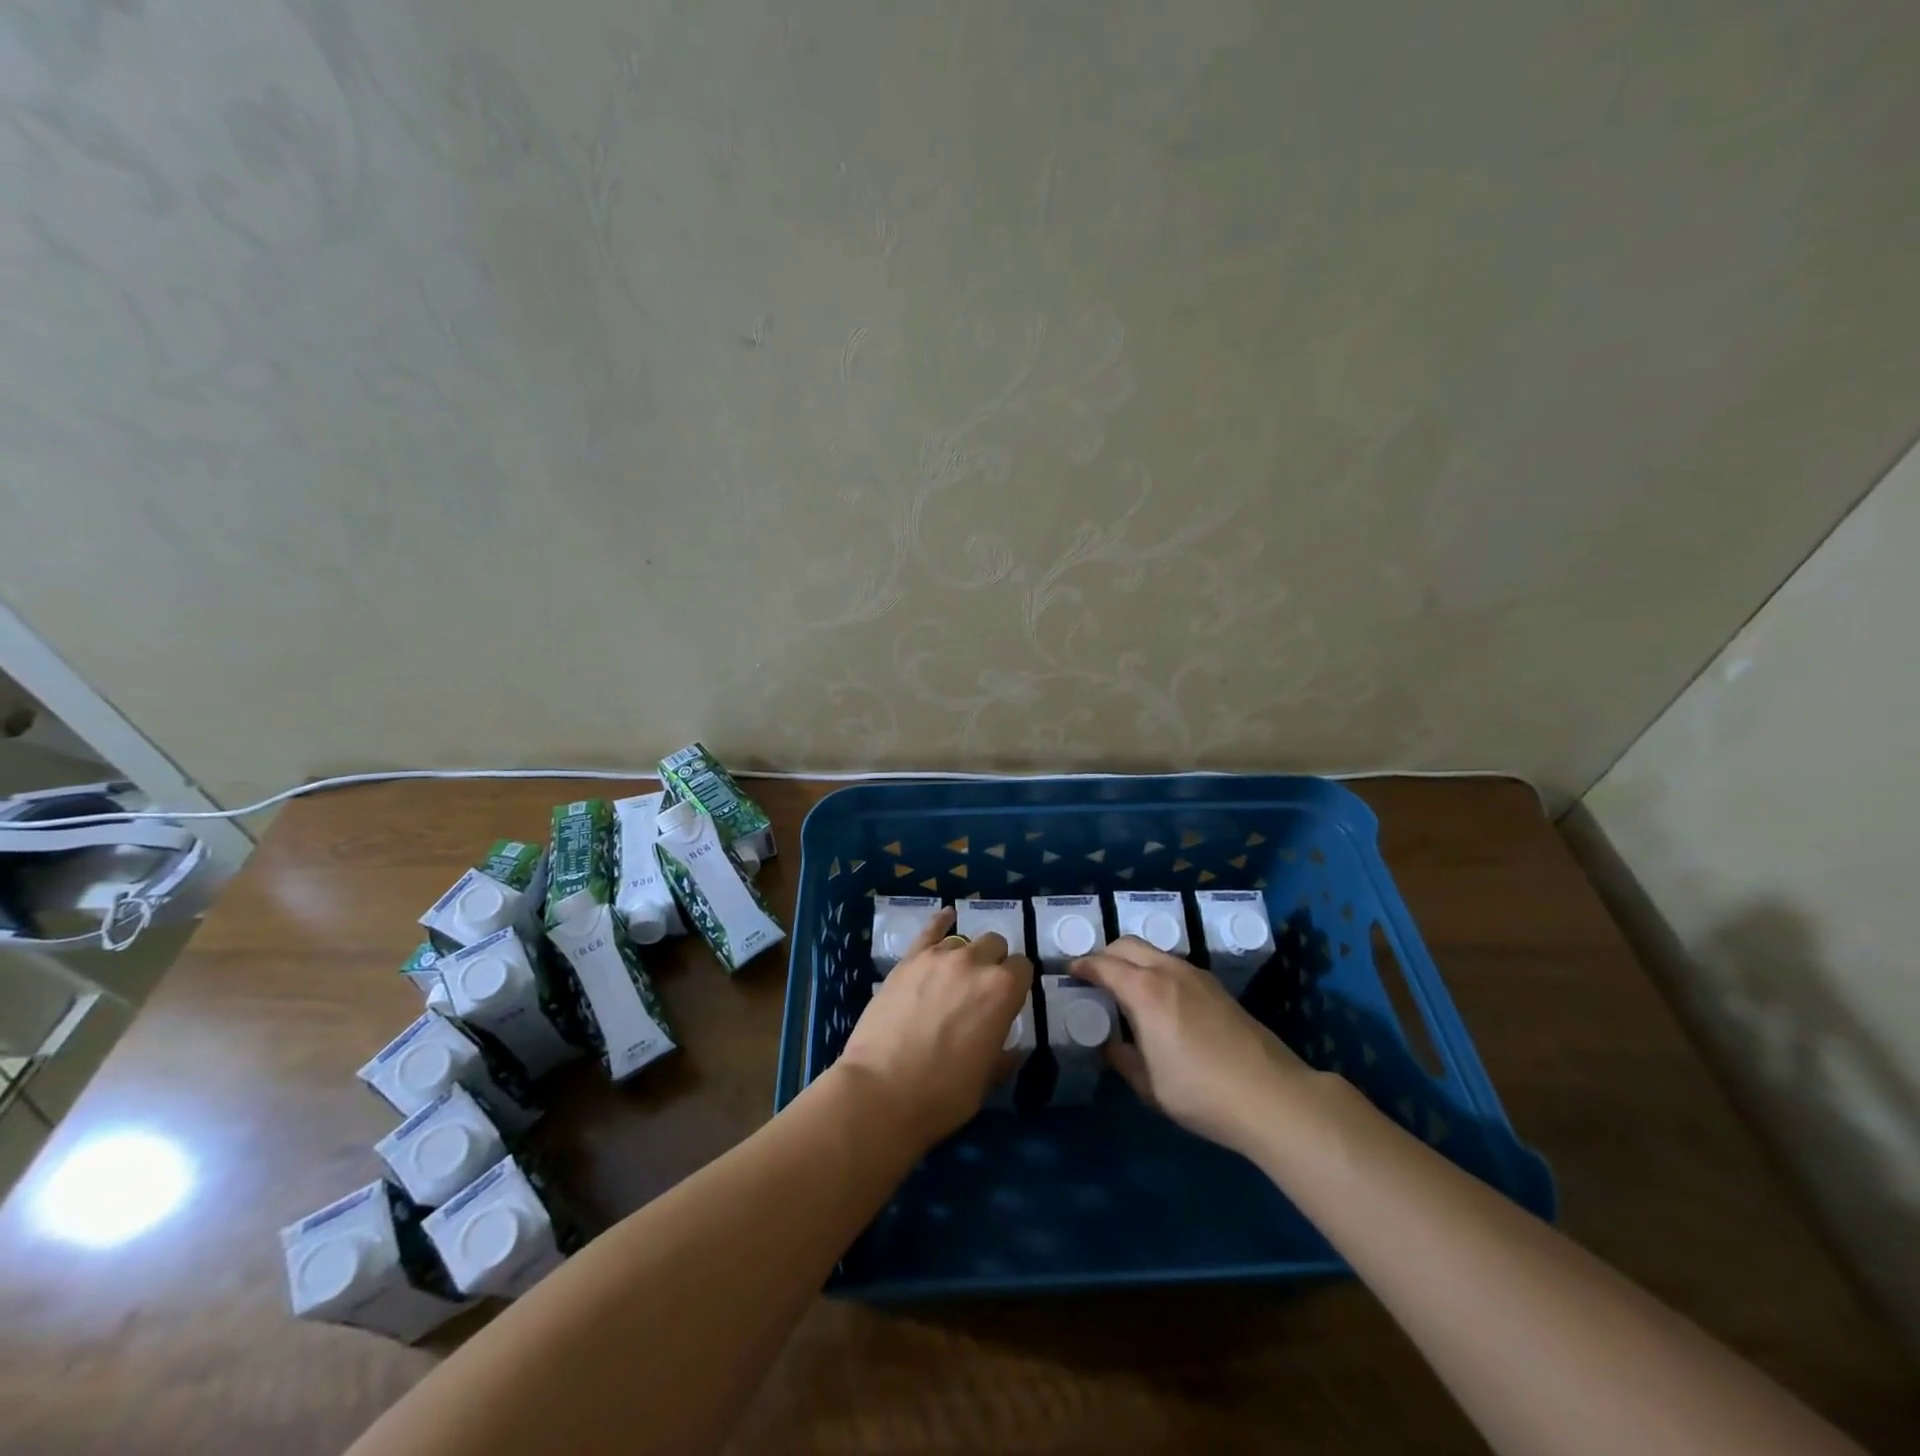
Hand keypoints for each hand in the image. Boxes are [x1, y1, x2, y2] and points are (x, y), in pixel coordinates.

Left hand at [835, 907, 1034, 1149]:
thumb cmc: (943, 1094)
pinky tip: (947, 917)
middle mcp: (975, 962)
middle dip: (994, 962)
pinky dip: (941, 922)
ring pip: (964, 940)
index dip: (1018, 983)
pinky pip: (930, 929)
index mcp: (1003, 990)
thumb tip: (1013, 1046)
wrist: (882, 1092)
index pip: (1023, 968)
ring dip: (967, 954)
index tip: (1009, 1001)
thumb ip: (1005, 1052)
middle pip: (995, 944)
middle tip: (981, 990)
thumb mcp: (988, 1079)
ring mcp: (938, 956)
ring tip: (956, 976)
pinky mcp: (908, 959)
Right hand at [1070, 936, 1314, 1155]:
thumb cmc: (1201, 1092)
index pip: (1104, 964)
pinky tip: (1159, 1000)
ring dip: (1133, 961)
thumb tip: (1110, 1046)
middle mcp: (1169, 971)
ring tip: (1125, 987)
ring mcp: (1197, 976)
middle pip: (1128, 944)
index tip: (1069, 971)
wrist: (1272, 1096)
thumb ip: (1123, 1059)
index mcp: (1145, 991)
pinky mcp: (1218, 988)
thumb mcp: (1149, 1085)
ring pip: (1154, 952)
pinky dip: (1155, 970)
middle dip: (1105, 954)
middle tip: (1093, 976)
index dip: (1083, 966)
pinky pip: (1174, 966)